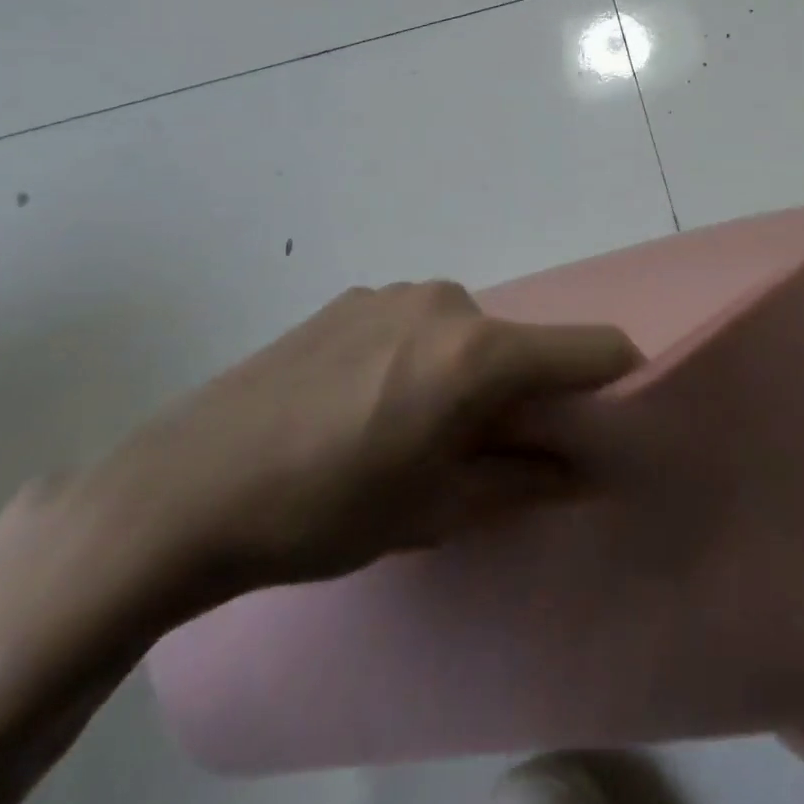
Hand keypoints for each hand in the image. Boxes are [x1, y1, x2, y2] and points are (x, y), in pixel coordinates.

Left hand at [77, 280, 641, 606]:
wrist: (187, 484)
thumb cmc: (327, 508)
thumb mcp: (436, 510)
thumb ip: (525, 481)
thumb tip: (586, 471)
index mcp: (478, 351)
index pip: (589, 347)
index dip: (616, 378)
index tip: (612, 418)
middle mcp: (447, 301)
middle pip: (521, 342)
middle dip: (523, 390)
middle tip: (481, 449)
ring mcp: (395, 292)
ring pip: (467, 332)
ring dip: (466, 373)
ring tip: (409, 429)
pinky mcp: (353, 296)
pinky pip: (417, 323)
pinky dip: (420, 356)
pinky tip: (362, 402)